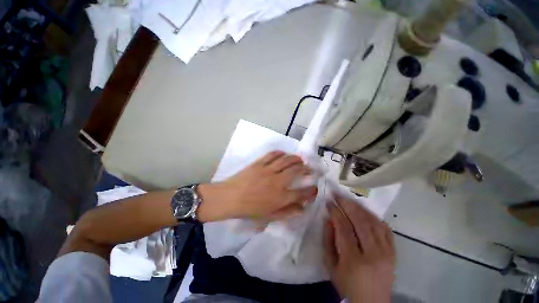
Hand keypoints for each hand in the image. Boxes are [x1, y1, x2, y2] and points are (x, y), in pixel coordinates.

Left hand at [196, 151, 317, 221]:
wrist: (230, 198)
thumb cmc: (249, 209)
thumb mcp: (269, 216)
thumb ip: (287, 212)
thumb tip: (302, 209)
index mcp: (281, 197)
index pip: (302, 193)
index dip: (312, 190)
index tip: (315, 188)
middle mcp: (278, 181)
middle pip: (297, 171)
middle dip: (307, 169)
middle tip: (310, 169)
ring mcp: (268, 170)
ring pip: (287, 160)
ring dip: (296, 158)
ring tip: (300, 159)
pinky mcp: (260, 163)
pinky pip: (273, 155)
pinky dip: (280, 153)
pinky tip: (284, 154)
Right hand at [324, 196, 394, 302]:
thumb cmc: (347, 285)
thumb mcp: (331, 265)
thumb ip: (328, 240)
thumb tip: (329, 219)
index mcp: (354, 260)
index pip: (344, 228)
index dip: (335, 212)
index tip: (328, 201)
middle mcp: (373, 254)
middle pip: (360, 221)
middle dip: (347, 204)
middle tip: (337, 195)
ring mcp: (386, 253)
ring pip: (373, 222)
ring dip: (359, 208)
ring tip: (349, 199)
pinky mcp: (394, 253)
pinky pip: (385, 229)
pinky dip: (374, 217)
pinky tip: (365, 211)